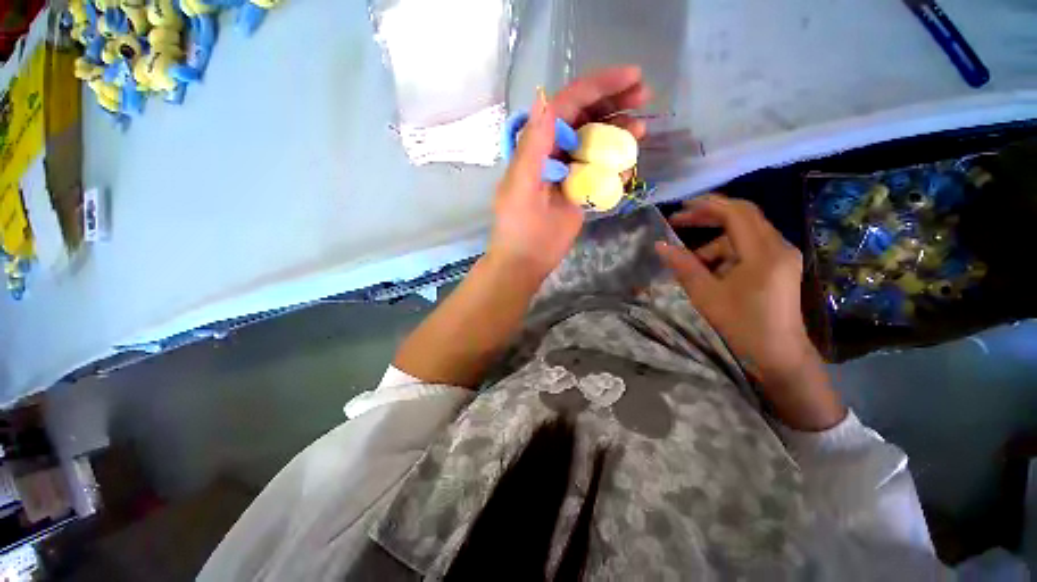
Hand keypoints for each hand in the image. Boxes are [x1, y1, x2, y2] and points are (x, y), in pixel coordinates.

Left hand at [488, 67, 651, 280]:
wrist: (526, 261)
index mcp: (536, 146)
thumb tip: (546, 100)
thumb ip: (533, 147)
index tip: (632, 77)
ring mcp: (567, 171)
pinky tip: (628, 162)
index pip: (566, 105)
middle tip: (645, 95)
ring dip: (618, 130)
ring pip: (594, 141)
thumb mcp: (521, 188)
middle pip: (584, 117)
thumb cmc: (521, 229)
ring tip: (641, 128)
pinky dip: (615, 161)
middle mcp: (552, 152)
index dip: (597, 86)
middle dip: (613, 101)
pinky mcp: (578, 190)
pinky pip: (600, 168)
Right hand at [655, 195, 844, 429]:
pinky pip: (749, 249)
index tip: (680, 209)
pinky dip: (727, 254)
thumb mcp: (706, 295)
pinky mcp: (780, 266)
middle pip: (743, 217)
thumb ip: (683, 266)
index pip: (736, 213)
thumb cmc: (742, 325)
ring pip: (743, 235)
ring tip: (692, 263)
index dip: (707, 205)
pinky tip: (712, 272)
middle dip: (709, 217)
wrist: (779, 355)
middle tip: (679, 222)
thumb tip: (660, 245)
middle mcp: (778, 246)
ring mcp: (782, 256)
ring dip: (715, 242)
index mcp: (763, 252)